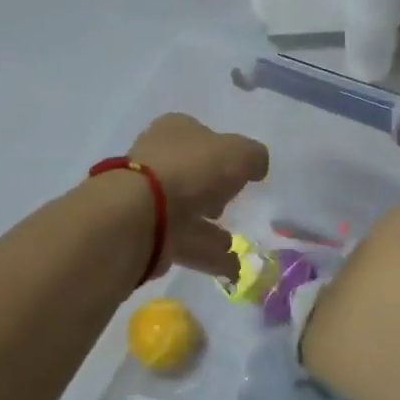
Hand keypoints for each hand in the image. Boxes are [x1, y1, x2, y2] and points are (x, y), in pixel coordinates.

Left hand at [129, 113, 269, 276]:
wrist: (142, 214)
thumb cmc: (192, 170)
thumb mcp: (239, 153)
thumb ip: (254, 157)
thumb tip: (256, 166)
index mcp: (175, 131)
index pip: (201, 136)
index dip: (222, 153)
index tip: (240, 173)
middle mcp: (158, 160)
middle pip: (192, 175)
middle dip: (212, 192)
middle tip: (229, 206)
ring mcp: (149, 199)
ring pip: (187, 212)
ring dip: (211, 230)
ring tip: (235, 245)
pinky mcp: (147, 234)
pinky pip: (185, 243)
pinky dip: (208, 255)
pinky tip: (232, 269)